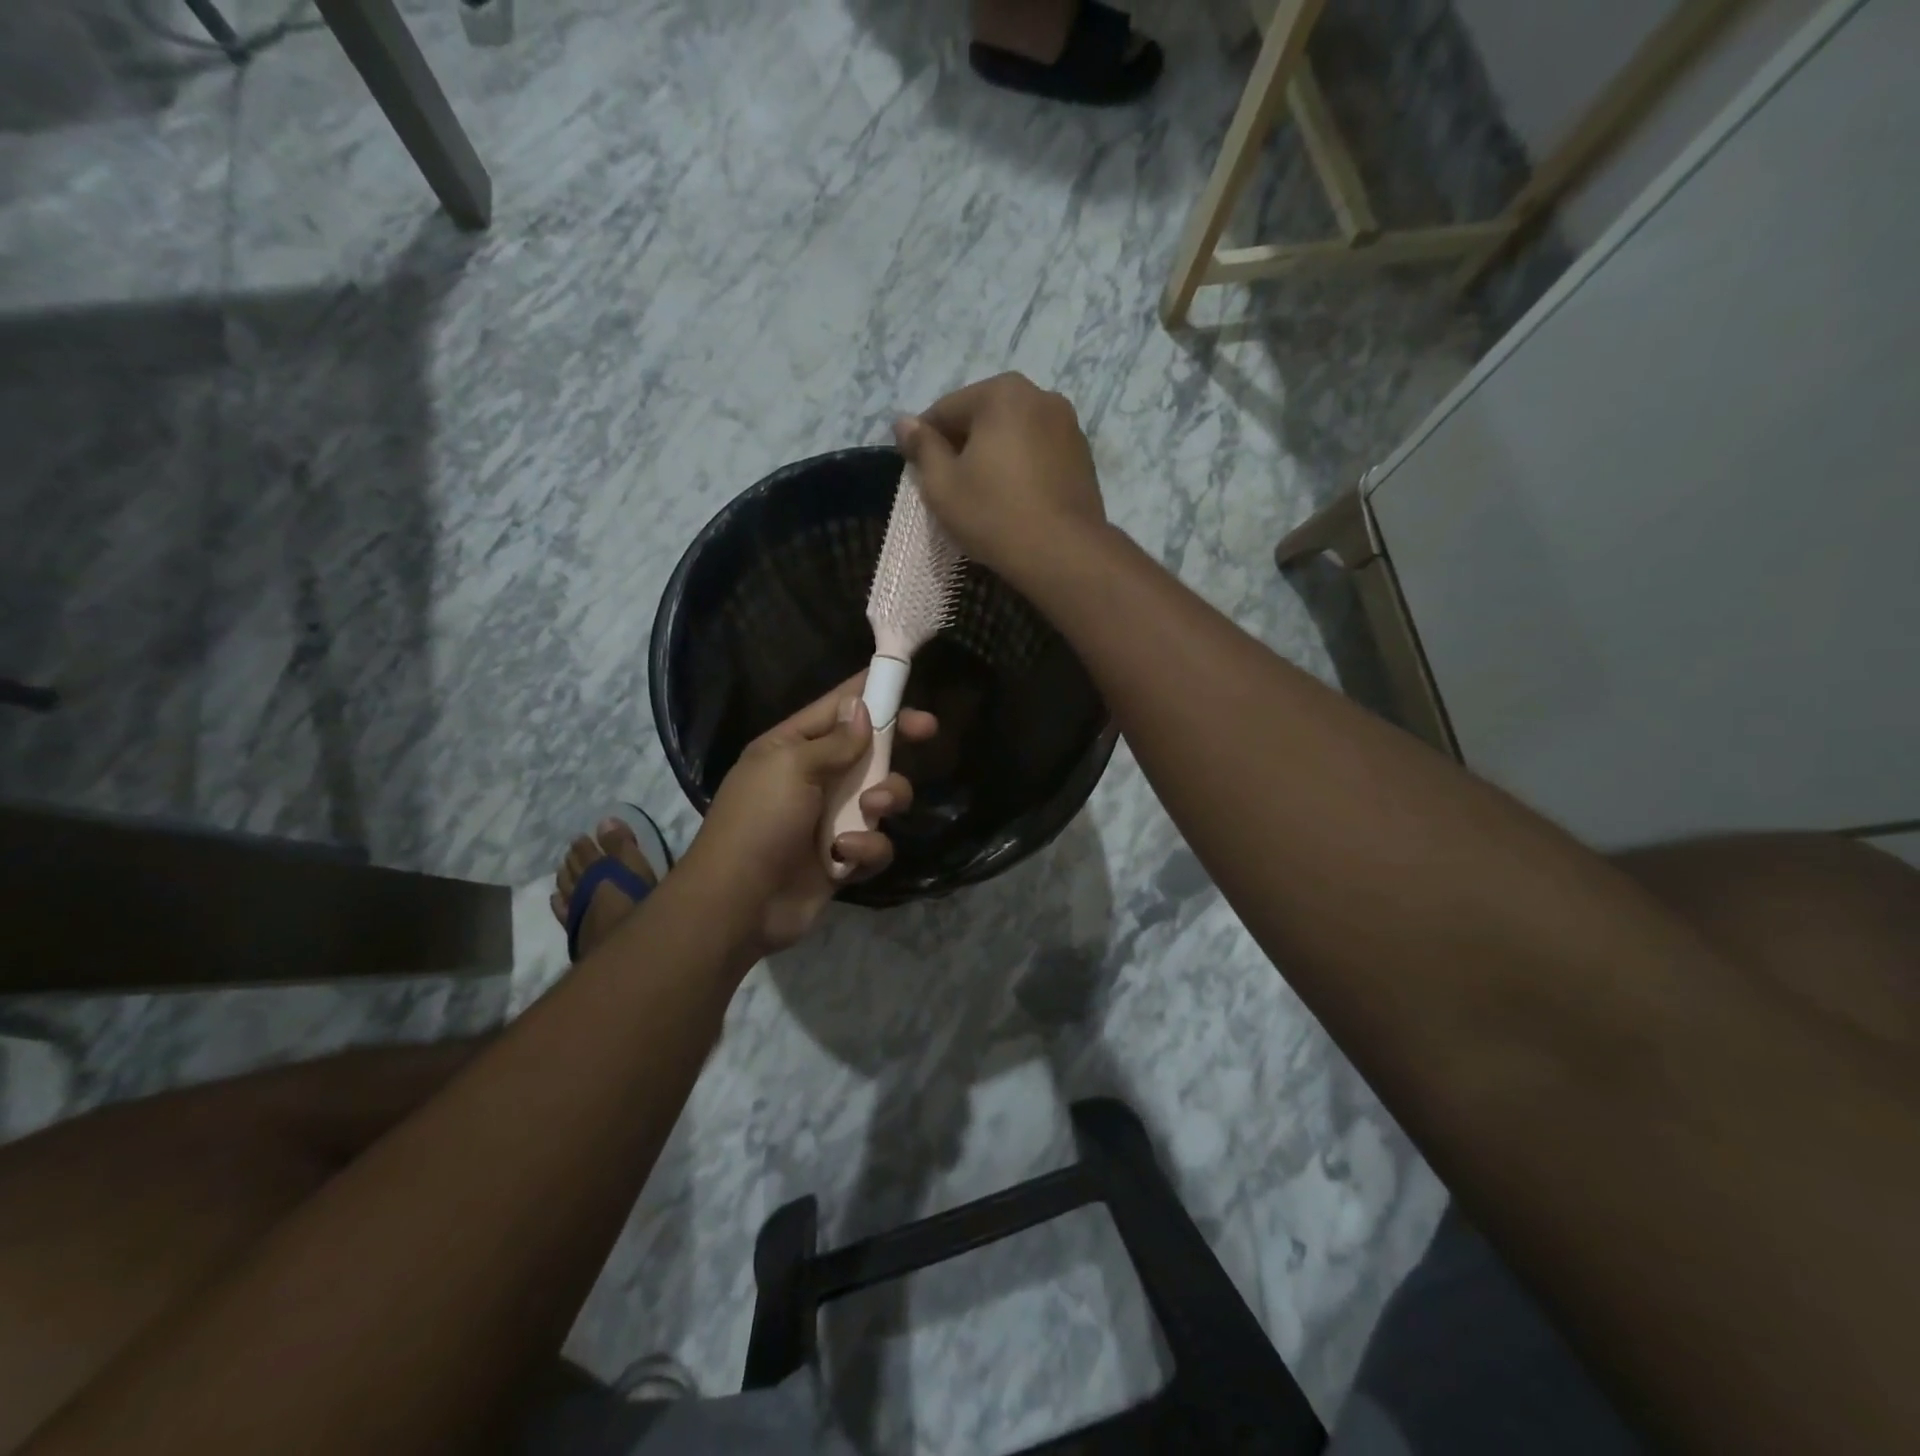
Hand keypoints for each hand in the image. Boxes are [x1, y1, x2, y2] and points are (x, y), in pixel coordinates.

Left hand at [679, 675, 938, 957]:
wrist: (739, 904)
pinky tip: (846, 856)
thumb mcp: (791, 767)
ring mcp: (831, 819)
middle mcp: (815, 778)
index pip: (838, 709)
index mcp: (793, 748)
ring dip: (886, 798)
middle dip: (897, 741)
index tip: (905, 680)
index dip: (872, 693)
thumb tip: (862, 709)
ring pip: (882, 796)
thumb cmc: (759, 821)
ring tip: (872, 810)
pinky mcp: (844, 858)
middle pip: (869, 749)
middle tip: (927, 729)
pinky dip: (867, 848)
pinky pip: (876, 843)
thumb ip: (835, 741)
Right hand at [895, 372, 1106, 587]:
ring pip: (1014, 435)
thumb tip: (904, 422)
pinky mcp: (1083, 456)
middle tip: (951, 488)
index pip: (946, 410)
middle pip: (983, 417)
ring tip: (984, 496)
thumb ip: (922, 447)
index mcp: (1002, 393)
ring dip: (994, 456)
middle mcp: (1040, 396)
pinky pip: (1038, 453)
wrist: (1063, 553)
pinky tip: (1014, 500)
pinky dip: (1021, 468)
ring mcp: (1068, 425)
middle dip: (963, 446)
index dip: (925, 441)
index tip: (918, 472)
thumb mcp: (942, 485)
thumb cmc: (994, 515)